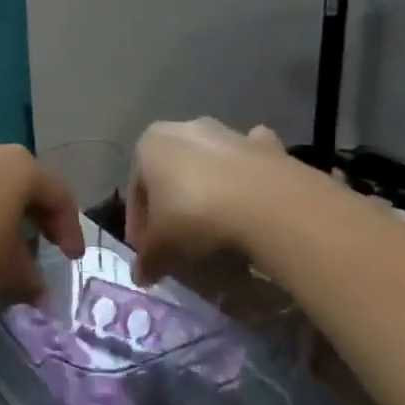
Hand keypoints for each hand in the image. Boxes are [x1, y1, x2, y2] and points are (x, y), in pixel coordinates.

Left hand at [0, 139, 84, 303]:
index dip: (70, 229)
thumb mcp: (8, 272)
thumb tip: (38, 291)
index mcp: (19, 166)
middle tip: (43, 247)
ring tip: (3, 248)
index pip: (58, 194)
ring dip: (2, 215)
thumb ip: (30, 278)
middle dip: (36, 218)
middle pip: (23, 184)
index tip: (71, 259)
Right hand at [126, 119, 285, 284]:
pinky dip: (250, 185)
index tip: (150, 254)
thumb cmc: (195, 216)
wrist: (269, 205)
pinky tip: (253, 212)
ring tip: (218, 238)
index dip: (140, 227)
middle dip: (174, 208)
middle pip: (173, 175)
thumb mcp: (161, 248)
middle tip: (180, 246)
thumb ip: (148, 260)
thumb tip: (143, 275)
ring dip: (210, 196)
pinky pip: (251, 169)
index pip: (136, 191)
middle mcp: (186, 129)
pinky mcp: (268, 147)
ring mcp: (230, 134)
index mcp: (150, 144)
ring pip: (211, 169)